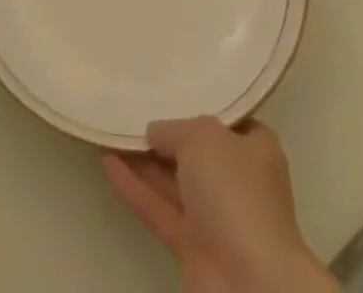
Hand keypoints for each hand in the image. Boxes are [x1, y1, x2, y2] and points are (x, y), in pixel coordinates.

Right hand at [104, 118, 334, 292]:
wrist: (247, 279)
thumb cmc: (234, 189)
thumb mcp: (203, 136)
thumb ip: (174, 129)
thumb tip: (155, 132)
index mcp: (255, 148)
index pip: (226, 120)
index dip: (199, 105)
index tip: (171, 89)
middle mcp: (237, 180)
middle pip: (196, 151)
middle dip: (166, 134)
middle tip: (133, 107)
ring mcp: (215, 216)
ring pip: (174, 181)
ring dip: (144, 160)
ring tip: (114, 130)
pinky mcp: (192, 246)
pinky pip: (159, 208)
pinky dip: (135, 188)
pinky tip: (107, 163)